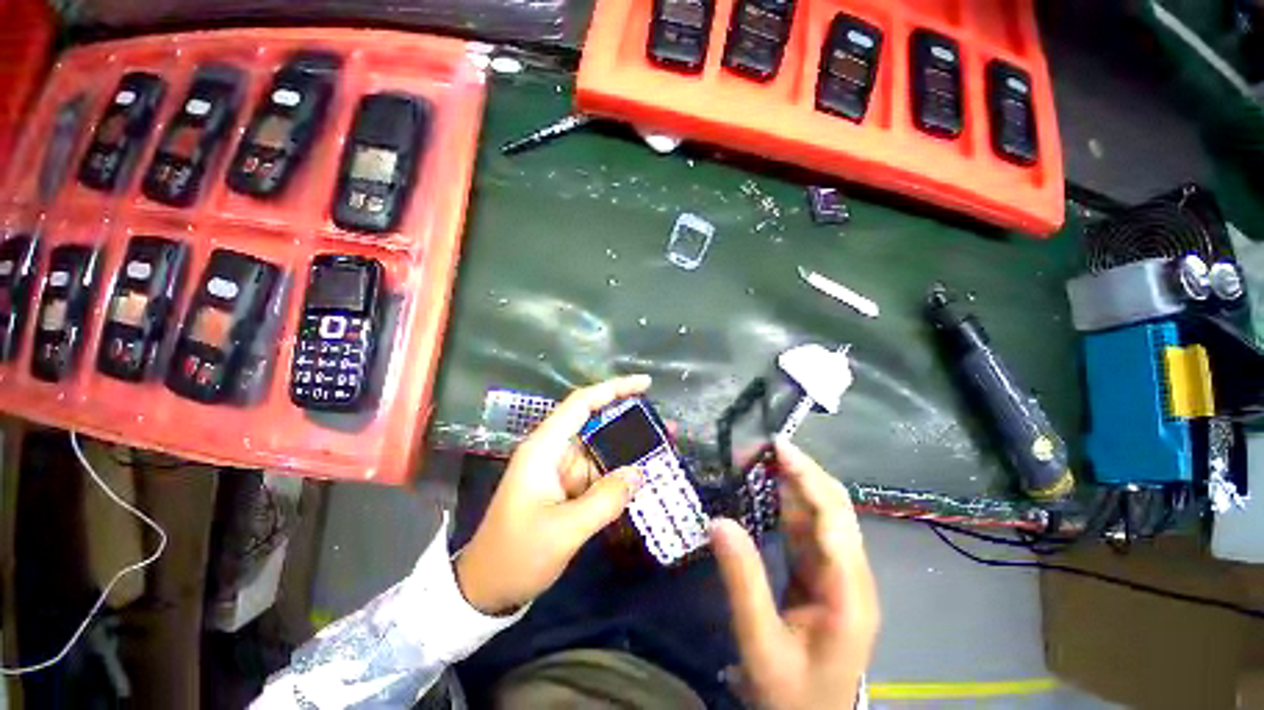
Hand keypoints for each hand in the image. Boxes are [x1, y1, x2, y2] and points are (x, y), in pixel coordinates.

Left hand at [455, 375, 650, 614]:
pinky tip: (643, 474)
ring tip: (664, 447)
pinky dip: (620, 471)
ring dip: (629, 448)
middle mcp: (552, 451)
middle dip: (630, 419)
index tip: (645, 384)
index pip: (581, 404)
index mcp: (544, 448)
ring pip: (600, 448)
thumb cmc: (517, 556)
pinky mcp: (566, 487)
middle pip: (595, 422)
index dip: (613, 388)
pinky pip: (598, 471)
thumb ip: (604, 500)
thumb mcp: (563, 530)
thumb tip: (639, 473)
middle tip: (665, 423)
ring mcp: (560, 470)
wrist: (487, 590)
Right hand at [711, 440, 879, 708]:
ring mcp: (840, 575)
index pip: (834, 520)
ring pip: (822, 515)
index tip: (778, 448)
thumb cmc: (791, 695)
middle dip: (803, 472)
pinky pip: (808, 530)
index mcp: (849, 593)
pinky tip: (769, 489)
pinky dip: (789, 504)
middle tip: (764, 448)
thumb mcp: (760, 645)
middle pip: (836, 509)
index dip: (808, 478)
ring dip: (795, 483)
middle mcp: (852, 576)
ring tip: (762, 459)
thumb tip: (718, 521)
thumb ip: (742, 582)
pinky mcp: (824, 576)